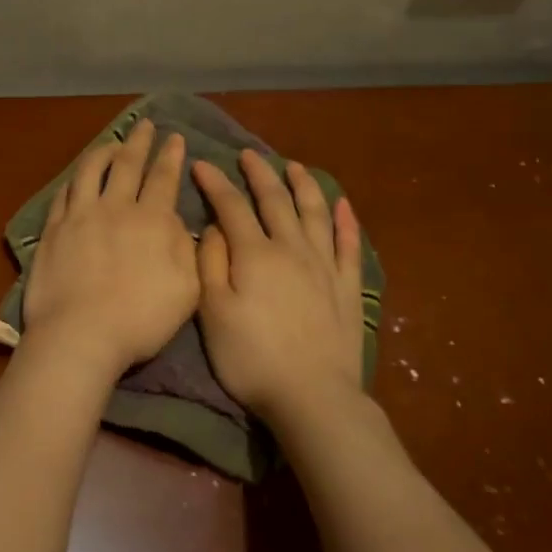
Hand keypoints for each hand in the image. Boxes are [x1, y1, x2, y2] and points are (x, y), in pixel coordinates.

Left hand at [22, 120, 198, 374]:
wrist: (81, 334)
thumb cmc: (141, 319)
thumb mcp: (186, 288)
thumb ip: (186, 249)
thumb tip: (178, 220)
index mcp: (151, 220)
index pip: (163, 178)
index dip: (170, 155)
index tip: (175, 138)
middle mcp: (115, 208)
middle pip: (128, 164)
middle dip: (140, 141)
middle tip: (145, 124)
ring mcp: (80, 216)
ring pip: (92, 170)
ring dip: (104, 152)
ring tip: (112, 144)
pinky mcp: (54, 229)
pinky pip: (65, 193)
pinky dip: (75, 179)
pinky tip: (78, 178)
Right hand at [192, 150, 365, 421]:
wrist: (312, 396)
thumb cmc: (252, 358)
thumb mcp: (213, 313)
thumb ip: (210, 264)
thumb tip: (213, 227)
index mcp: (254, 254)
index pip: (232, 207)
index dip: (215, 183)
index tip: (202, 164)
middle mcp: (291, 249)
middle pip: (275, 201)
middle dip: (259, 174)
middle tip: (248, 154)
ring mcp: (324, 266)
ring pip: (314, 213)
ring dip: (303, 186)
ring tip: (294, 166)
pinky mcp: (347, 287)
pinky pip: (349, 245)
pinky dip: (346, 221)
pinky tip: (343, 204)